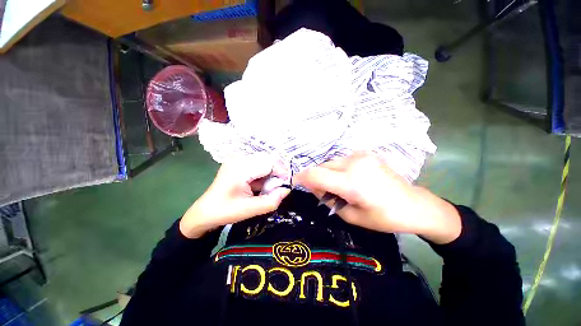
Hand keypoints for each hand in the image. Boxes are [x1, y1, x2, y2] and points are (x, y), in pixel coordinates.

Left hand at [180, 154, 290, 238]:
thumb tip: (287, 189)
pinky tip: (261, 185)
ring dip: (271, 173)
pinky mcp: (239, 163)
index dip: (282, 171)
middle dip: (277, 172)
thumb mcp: (250, 210)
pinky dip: (264, 174)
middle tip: (279, 187)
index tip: (286, 184)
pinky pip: (259, 164)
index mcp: (240, 168)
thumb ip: (271, 200)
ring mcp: (238, 159)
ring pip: (265, 161)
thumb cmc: (225, 212)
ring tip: (270, 187)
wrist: (205, 212)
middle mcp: (239, 159)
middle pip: (268, 159)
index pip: (270, 162)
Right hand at [295, 152, 460, 243]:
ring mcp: (361, 155)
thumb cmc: (384, 217)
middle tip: (324, 192)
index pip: (315, 175)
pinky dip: (337, 169)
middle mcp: (354, 163)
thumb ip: (328, 200)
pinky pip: (341, 160)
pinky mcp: (365, 153)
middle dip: (316, 178)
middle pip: (321, 166)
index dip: (301, 178)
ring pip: (330, 162)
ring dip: (327, 173)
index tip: (296, 183)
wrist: (414, 204)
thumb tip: (314, 187)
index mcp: (352, 182)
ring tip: (338, 186)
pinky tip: (348, 179)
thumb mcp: (351, 216)